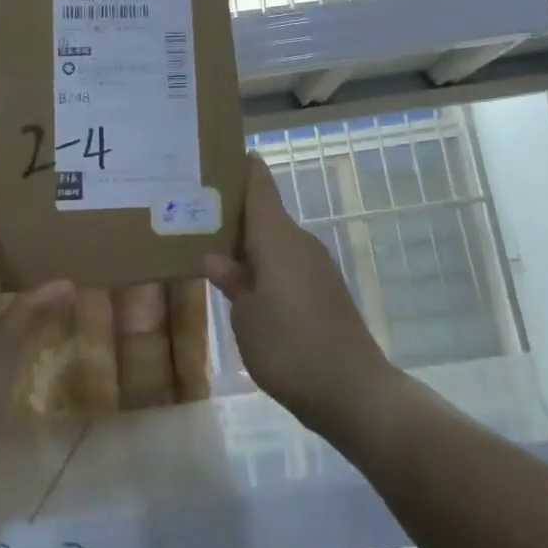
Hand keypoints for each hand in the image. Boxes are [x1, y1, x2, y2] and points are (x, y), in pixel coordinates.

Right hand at [203, 156, 397, 434]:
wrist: (352, 390)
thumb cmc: (288, 346)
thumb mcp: (246, 316)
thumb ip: (232, 281)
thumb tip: (216, 257)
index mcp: (277, 237)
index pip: (260, 184)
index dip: (241, 166)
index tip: (216, 157)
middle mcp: (299, 242)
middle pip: (265, 212)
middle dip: (233, 210)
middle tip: (195, 210)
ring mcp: (316, 266)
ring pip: (275, 241)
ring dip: (247, 242)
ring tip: (211, 247)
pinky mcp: (324, 291)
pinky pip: (287, 264)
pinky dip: (264, 265)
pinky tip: (244, 284)